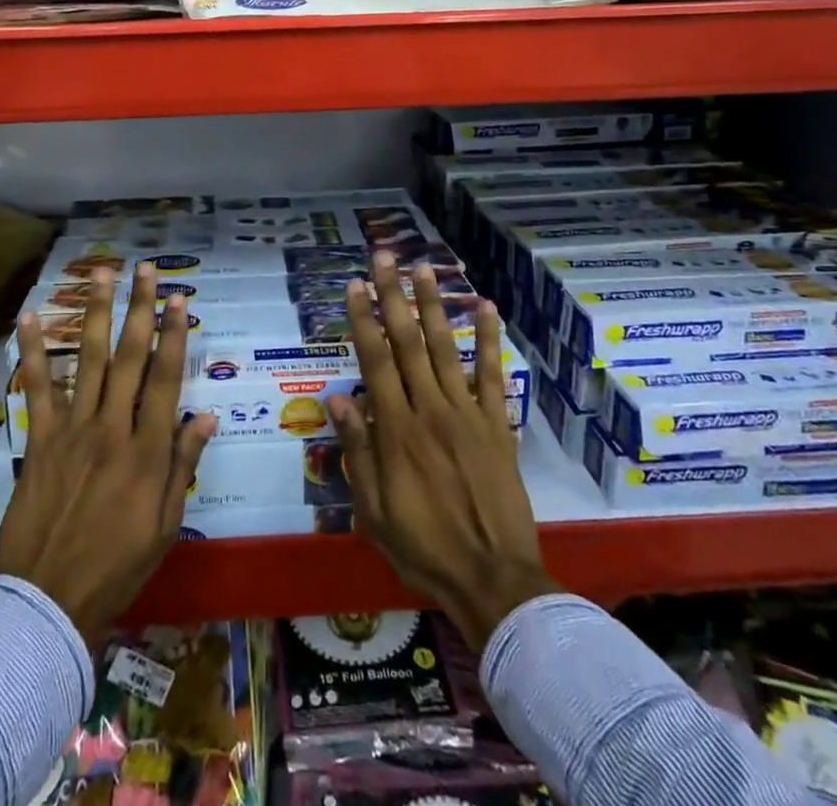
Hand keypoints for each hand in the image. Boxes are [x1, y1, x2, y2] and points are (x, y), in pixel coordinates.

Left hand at [0, 263, 216, 646]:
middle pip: (130, 357)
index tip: (179, 299)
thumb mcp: (165, 525)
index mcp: (147, 451)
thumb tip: (206, 416)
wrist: (48, 601)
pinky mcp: (40, 439)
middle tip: (147, 269)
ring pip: (89, 360)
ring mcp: (72, 430)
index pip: (165, 379)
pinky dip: (33, 352)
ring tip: (101, 274)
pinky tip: (29, 319)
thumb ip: (183, 466)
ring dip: (96, 313)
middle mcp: (112, 428)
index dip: (173, 334)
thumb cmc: (117, 566)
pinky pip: (36, 388)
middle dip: (141, 308)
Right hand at [329, 253, 552, 649]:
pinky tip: (487, 307)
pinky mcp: (497, 424)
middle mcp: (430, 409)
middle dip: (394, 296)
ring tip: (425, 269)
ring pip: (445, 348)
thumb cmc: (423, 547)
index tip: (355, 285)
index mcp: (397, 429)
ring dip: (433, 306)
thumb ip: (358, 451)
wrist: (493, 579)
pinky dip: (489, 340)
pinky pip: (492, 375)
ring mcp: (467, 413)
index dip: (363, 319)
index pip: (375, 360)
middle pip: (407, 341)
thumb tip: (339, 398)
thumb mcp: (374, 510)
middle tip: (385, 258)